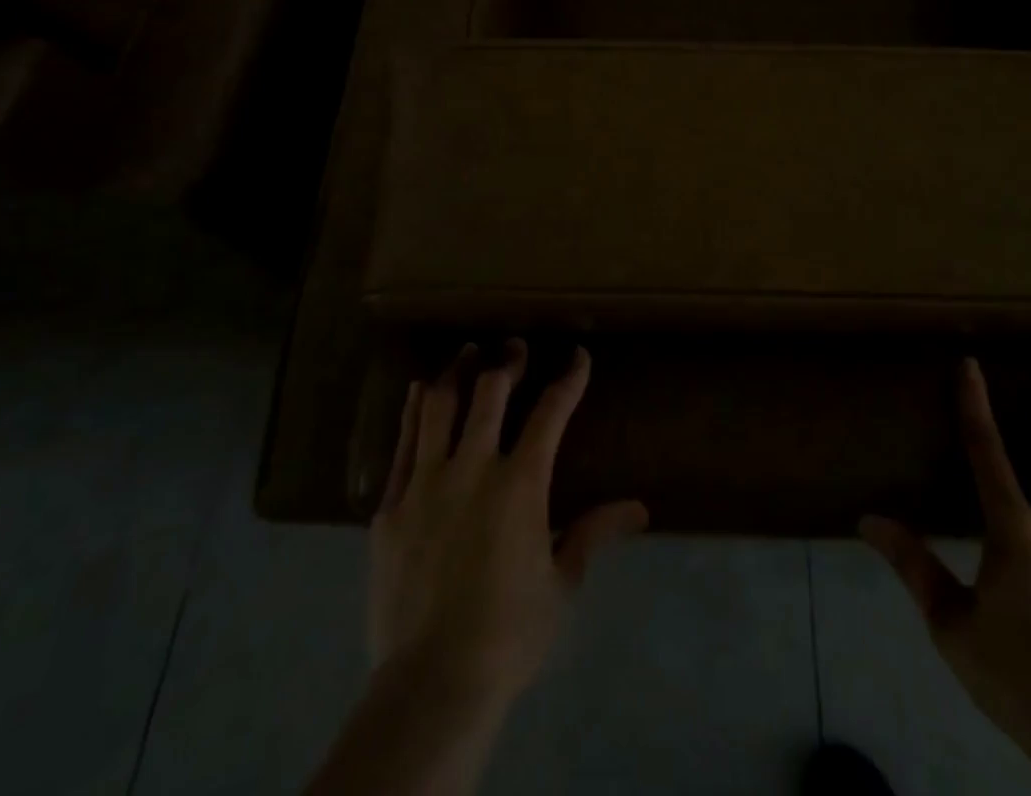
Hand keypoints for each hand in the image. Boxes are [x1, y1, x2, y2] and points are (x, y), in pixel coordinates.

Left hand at [368, 341, 648, 710]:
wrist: (431, 683)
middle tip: (514, 346)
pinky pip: (402, 443)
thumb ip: (593, 534)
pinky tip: (420, 391)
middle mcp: (472, 468)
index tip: (577, 356)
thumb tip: (640, 509)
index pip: (551, 413)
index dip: (568, 379)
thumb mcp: (561, 585)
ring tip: (466, 352)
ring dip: (457, 372)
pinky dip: (414, 410)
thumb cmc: (508, 635)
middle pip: (489, 393)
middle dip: (507, 362)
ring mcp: (425, 483)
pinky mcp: (391, 505)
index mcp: (520, 484)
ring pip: (440, 406)